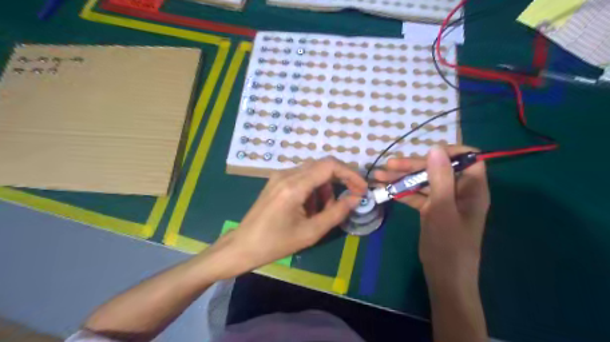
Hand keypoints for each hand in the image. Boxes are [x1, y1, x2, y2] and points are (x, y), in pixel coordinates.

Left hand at [210, 157, 363, 277]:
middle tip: (349, 198)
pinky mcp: (276, 181)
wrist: (243, 246)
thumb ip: (336, 213)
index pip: (329, 166)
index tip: (361, 189)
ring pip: (313, 171)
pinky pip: (302, 177)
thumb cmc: (275, 243)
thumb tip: (355, 198)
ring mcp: (279, 176)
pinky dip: (313, 189)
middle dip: (340, 179)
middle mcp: (286, 174)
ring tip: (325, 210)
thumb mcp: (310, 233)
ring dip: (325, 187)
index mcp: (294, 186)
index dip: (350, 173)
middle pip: (322, 165)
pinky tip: (310, 208)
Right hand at [374, 146, 488, 286]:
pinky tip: (385, 190)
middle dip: (412, 166)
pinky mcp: (431, 210)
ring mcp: (444, 200)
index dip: (448, 151)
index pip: (468, 158)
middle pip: (436, 169)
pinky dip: (402, 192)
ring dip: (402, 178)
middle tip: (388, 165)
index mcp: (471, 188)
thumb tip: (435, 148)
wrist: (444, 277)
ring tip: (379, 176)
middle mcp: (459, 190)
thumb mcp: (442, 209)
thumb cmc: (448, 244)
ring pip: (423, 182)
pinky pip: (417, 195)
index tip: (425, 153)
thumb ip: (440, 178)